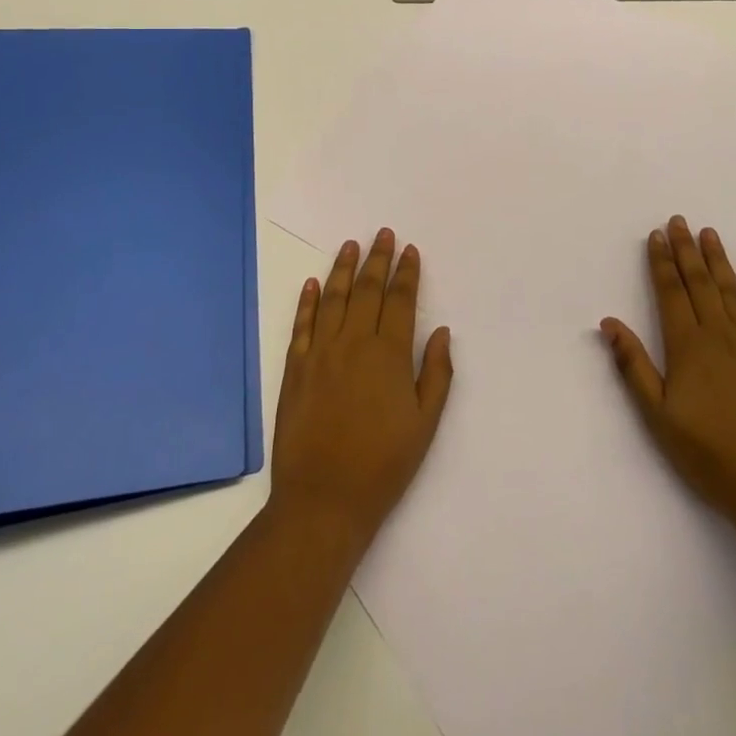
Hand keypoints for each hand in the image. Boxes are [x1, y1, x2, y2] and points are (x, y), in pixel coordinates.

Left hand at [271, 230, 453, 551]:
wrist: (323, 500)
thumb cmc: (383, 465)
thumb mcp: (424, 424)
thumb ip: (436, 374)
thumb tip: (441, 331)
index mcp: (389, 354)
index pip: (401, 300)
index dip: (407, 273)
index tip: (410, 250)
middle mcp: (354, 343)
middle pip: (367, 290)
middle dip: (377, 259)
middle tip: (383, 234)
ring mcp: (321, 353)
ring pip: (334, 299)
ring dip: (343, 269)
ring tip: (350, 245)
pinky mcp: (295, 369)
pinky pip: (302, 325)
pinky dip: (308, 302)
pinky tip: (313, 284)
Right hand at [600, 216, 735, 527]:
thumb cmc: (708, 452)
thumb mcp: (658, 415)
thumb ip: (633, 365)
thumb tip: (609, 322)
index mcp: (687, 345)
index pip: (670, 291)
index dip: (661, 262)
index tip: (656, 235)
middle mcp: (719, 333)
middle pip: (699, 281)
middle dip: (686, 249)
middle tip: (679, 220)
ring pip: (730, 289)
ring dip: (718, 259)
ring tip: (709, 233)